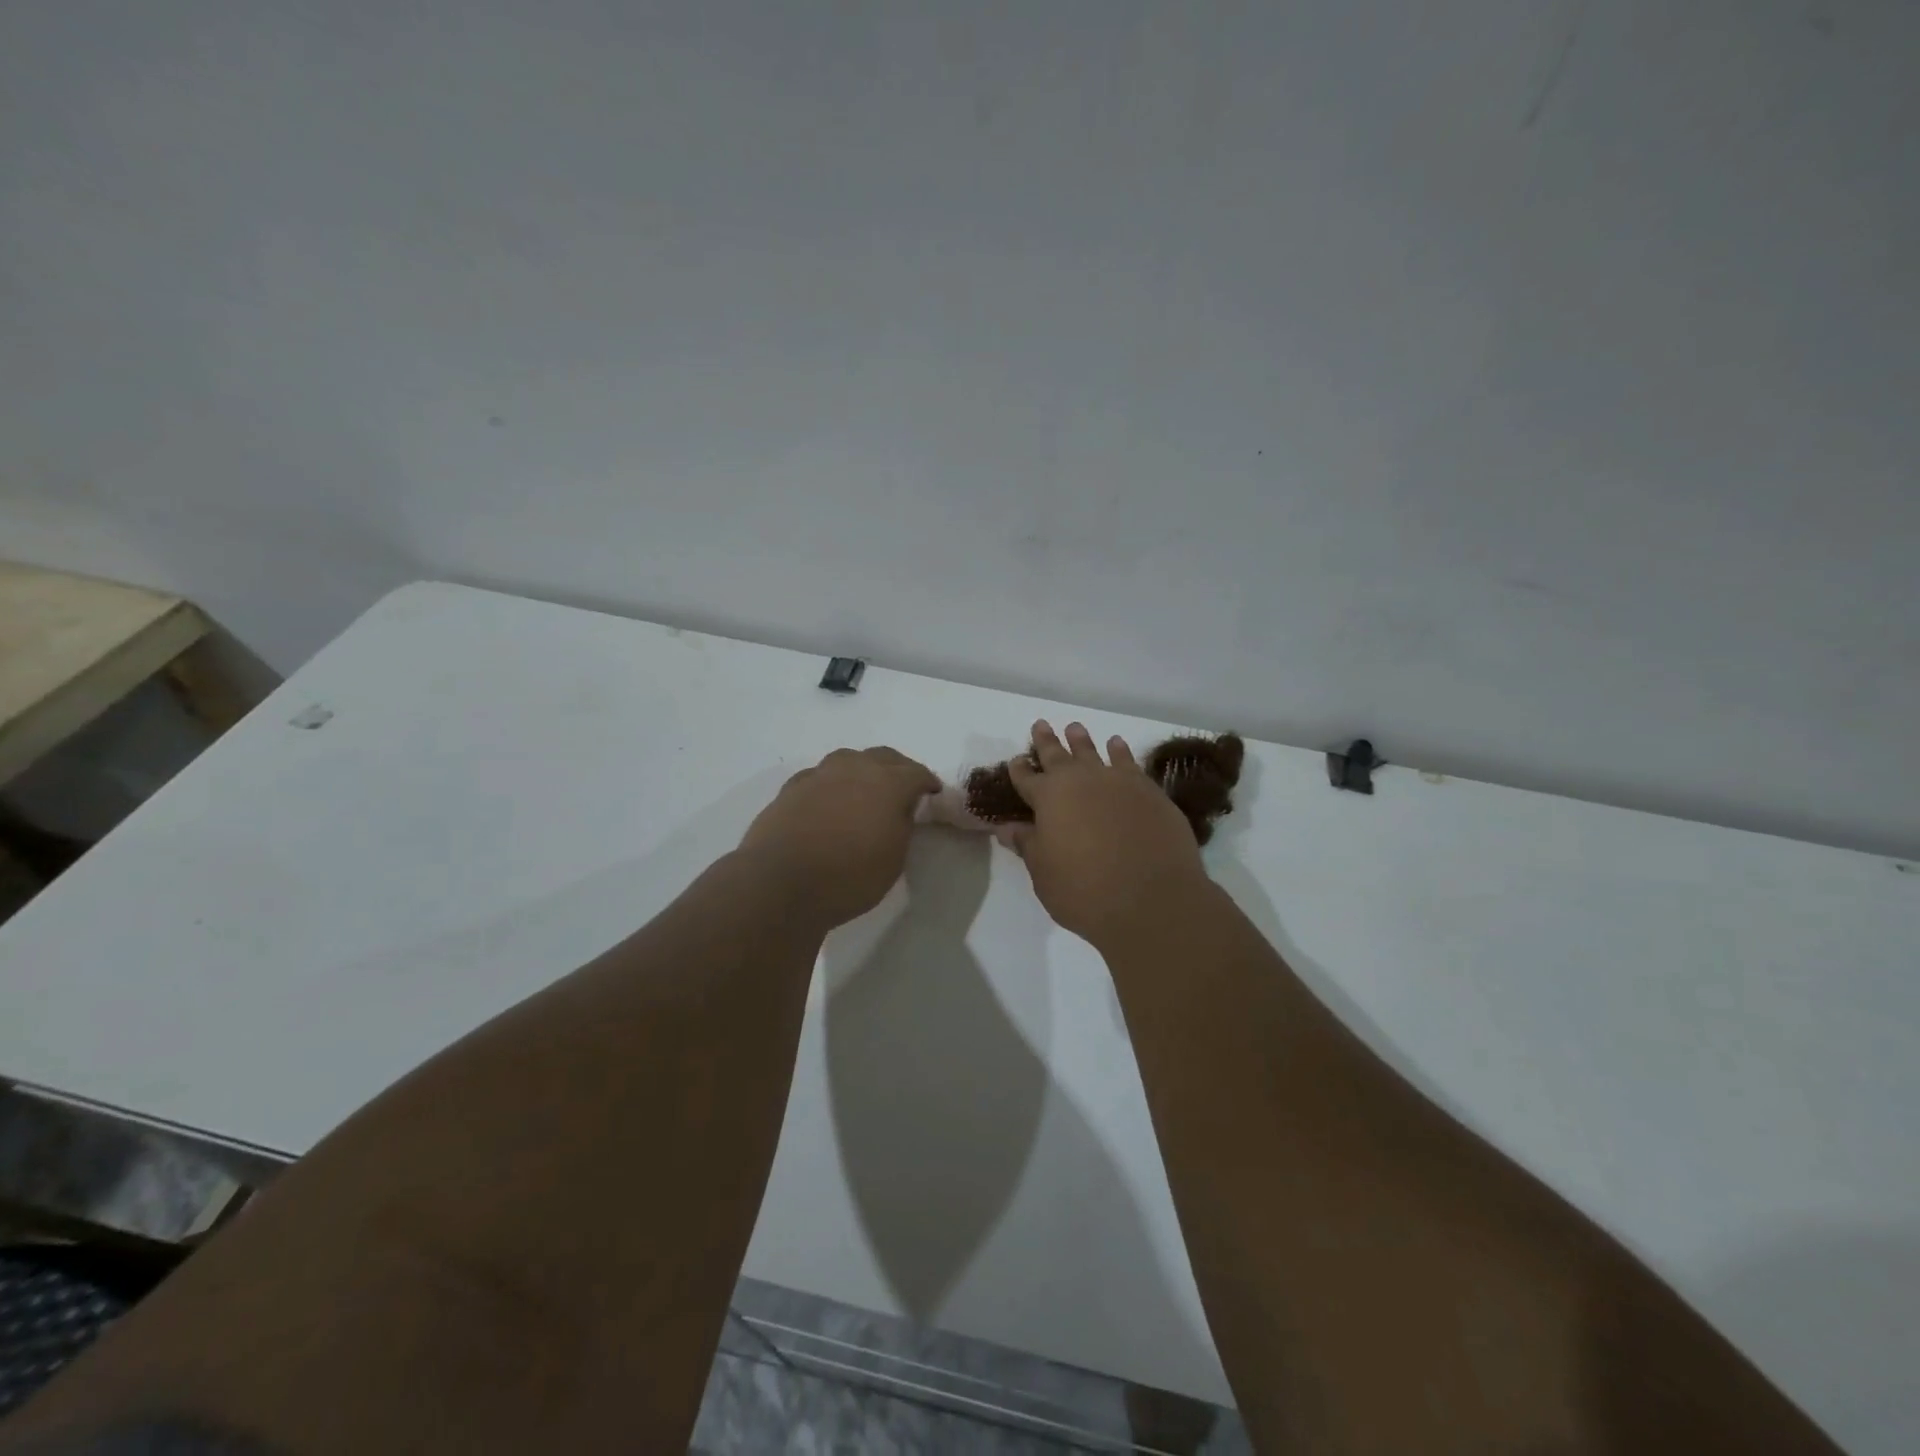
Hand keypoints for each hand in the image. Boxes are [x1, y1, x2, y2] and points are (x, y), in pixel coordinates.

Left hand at [739, 746, 939, 927]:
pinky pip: (820, 776)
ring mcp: (819, 774)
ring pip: (849, 759)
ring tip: (864, 790)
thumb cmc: (848, 876)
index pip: (916, 772)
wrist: (780, 882)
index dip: (927, 782)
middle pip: (884, 757)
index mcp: (888, 783)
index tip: (932, 793)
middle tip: (903, 788)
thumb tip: (900, 810)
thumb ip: (902, 826)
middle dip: (898, 769)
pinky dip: (832, 784)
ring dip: (862, 770)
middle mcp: (854, 768)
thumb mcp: (893, 860)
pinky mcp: (791, 787)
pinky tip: (829, 801)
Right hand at [1000, 720, 1210, 945]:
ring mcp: (1118, 782)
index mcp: (1048, 797)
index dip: (1019, 769)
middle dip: (1047, 741)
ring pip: (1094, 752)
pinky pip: (1129, 763)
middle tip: (1041, 724)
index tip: (1016, 760)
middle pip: (1058, 755)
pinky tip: (1117, 745)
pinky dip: (1120, 751)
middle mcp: (1081, 780)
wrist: (1152, 899)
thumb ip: (1028, 845)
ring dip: (1082, 741)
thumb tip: (1007, 828)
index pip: (1027, 778)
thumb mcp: (1044, 873)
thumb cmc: (1085, 890)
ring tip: (1075, 728)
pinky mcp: (1149, 791)